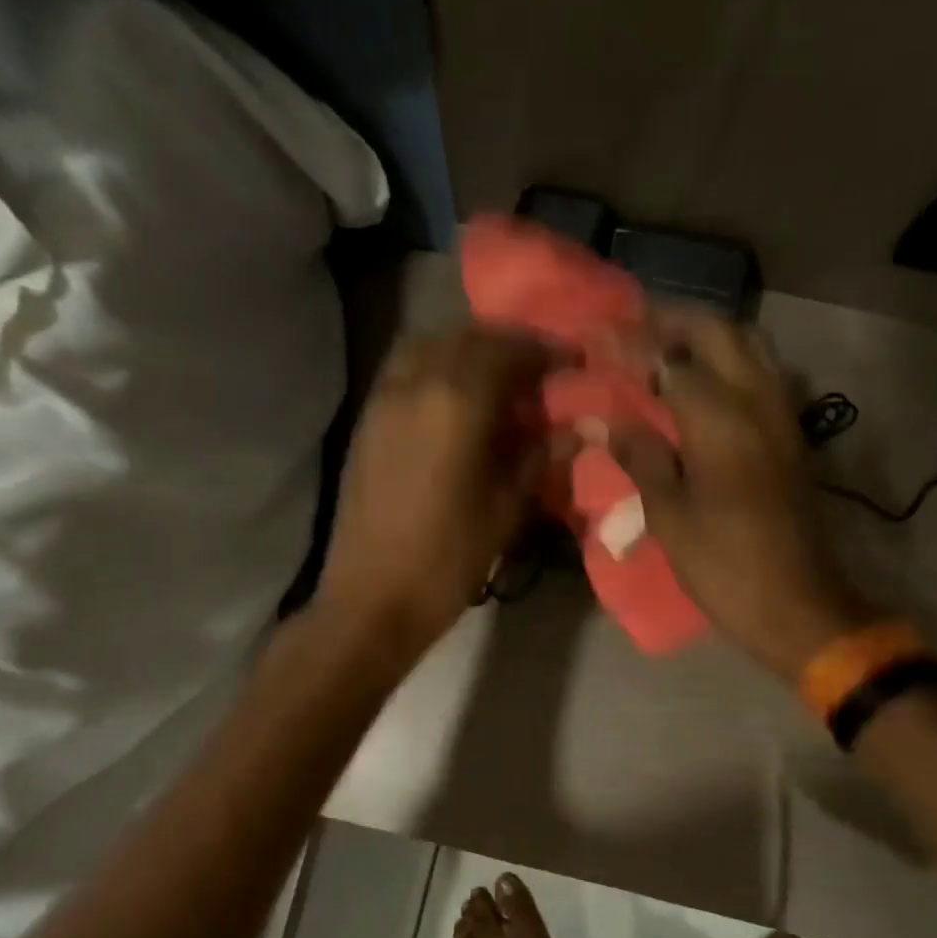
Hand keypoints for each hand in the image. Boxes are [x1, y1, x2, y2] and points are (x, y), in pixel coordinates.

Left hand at [315, 326, 560, 656]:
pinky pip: (402, 370)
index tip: (570, 362)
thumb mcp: (506, 512)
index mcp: (457, 404)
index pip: (506, 352)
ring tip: (493, 378)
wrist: (371, 599)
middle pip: (464, 338)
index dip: (543, 351)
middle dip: (505, 344)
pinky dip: (433, 366)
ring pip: (426, 346)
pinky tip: (453, 400)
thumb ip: (538, 459)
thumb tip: (571, 430)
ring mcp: (383, 401)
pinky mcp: (365, 423)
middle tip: (535, 367)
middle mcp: (415, 386)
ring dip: (464, 349)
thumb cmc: (447, 561)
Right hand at [610, 309, 875, 681]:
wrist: (797, 604)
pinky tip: (702, 381)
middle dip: (672, 321)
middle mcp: (758, 402)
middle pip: (717, 333)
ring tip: (664, 347)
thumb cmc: (723, 565)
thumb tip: (598, 420)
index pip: (669, 359)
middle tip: (630, 329)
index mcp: (720, 420)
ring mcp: (781, 416)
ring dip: (705, 335)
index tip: (594, 333)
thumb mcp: (669, 514)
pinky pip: (762, 373)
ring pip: (749, 346)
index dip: (630, 344)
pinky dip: (729, 359)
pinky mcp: (791, 435)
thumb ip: (638, 456)